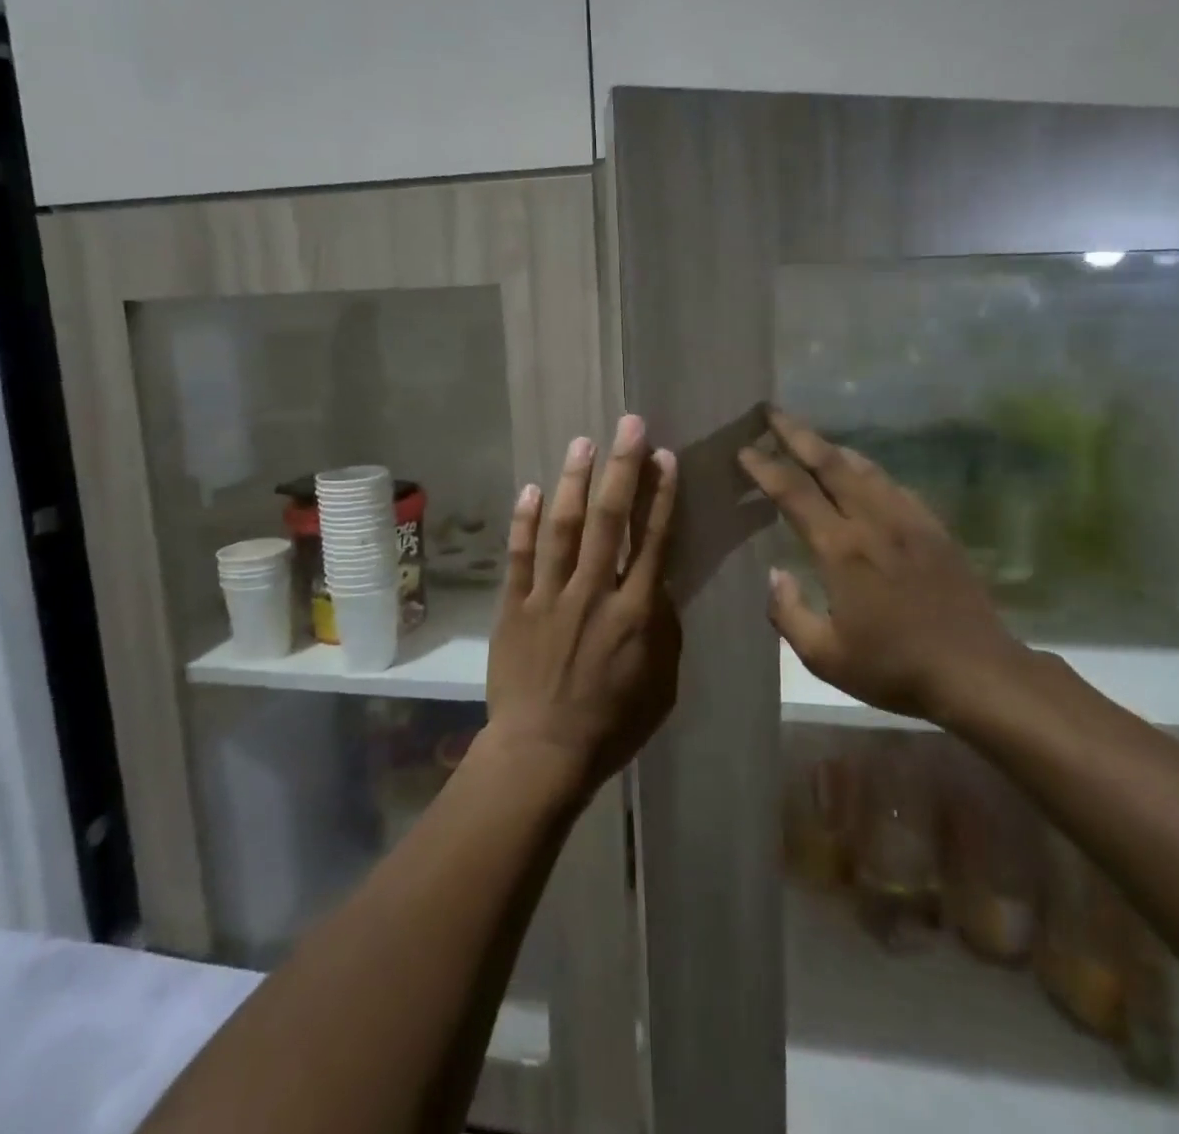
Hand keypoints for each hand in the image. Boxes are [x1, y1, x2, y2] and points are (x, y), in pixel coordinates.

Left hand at [485, 415, 679, 797]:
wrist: (542, 754)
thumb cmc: (612, 725)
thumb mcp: (661, 685)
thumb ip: (662, 629)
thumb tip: (658, 584)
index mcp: (636, 613)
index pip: (654, 541)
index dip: (661, 495)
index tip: (664, 457)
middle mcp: (595, 593)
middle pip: (611, 520)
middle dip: (622, 468)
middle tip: (628, 424)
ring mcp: (550, 597)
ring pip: (565, 528)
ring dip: (575, 482)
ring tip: (583, 442)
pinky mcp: (514, 607)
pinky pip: (520, 557)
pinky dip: (524, 522)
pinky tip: (531, 489)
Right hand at [738, 408, 1028, 728]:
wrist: (976, 671)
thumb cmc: (894, 667)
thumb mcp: (825, 657)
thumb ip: (788, 613)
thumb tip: (775, 574)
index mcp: (841, 549)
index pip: (794, 493)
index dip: (765, 468)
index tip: (744, 450)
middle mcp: (872, 521)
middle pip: (829, 462)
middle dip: (796, 433)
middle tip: (771, 412)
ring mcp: (908, 519)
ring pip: (863, 467)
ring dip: (831, 447)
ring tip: (809, 436)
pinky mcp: (933, 527)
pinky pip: (892, 484)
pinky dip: (867, 469)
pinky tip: (861, 473)